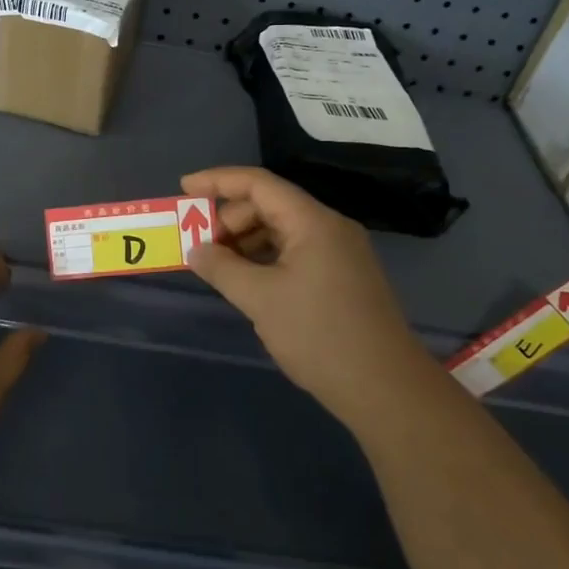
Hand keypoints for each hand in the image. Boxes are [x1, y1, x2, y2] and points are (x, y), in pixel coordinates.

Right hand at [184, 167, 438, 430]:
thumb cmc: (319, 335)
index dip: (218, 181)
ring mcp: (341, 253)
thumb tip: (195, 250)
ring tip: (220, 267)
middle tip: (202, 248)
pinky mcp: (344, 277)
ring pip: (284, 231)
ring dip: (247, 242)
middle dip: (231, 219)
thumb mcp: (260, 299)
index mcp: (313, 222)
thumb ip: (222, 268)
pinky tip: (249, 282)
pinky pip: (297, 252)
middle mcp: (330, 228)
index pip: (259, 184)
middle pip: (271, 205)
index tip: (183, 188)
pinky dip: (267, 259)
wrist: (385, 387)